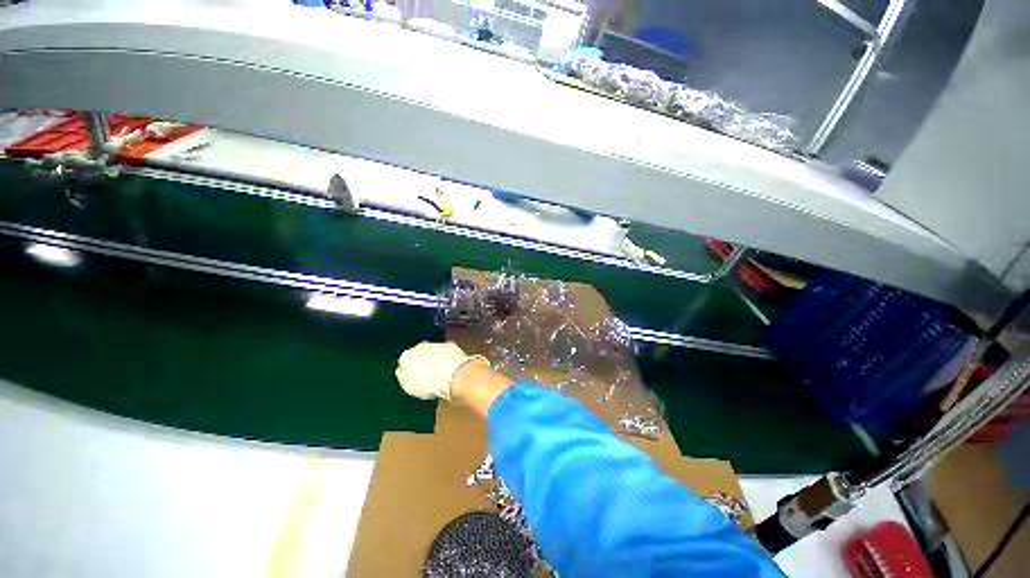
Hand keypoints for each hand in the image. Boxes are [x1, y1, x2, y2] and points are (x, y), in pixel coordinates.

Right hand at [395, 342, 484, 400]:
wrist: (453, 375)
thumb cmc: (429, 384)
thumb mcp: (410, 387)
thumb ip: (404, 377)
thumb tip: (402, 372)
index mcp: (406, 357)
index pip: (404, 362)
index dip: (409, 371)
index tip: (415, 379)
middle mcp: (420, 346)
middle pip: (419, 354)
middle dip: (423, 362)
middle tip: (429, 376)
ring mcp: (436, 344)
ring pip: (433, 351)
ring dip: (436, 358)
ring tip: (442, 373)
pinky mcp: (451, 345)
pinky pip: (447, 351)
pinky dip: (448, 357)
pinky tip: (452, 367)